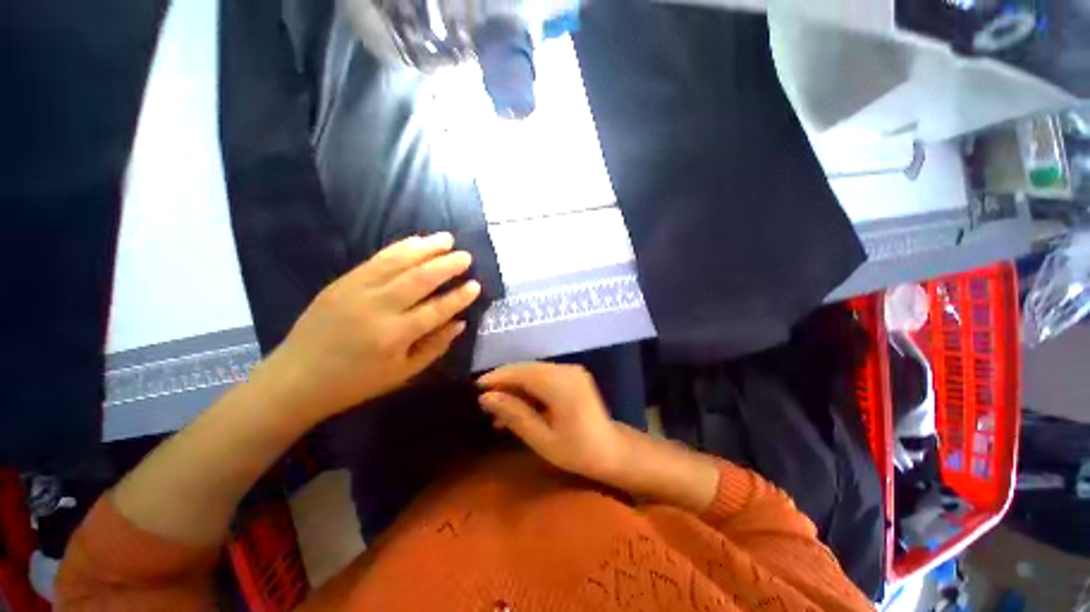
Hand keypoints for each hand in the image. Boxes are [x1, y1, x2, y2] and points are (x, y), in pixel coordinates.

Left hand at [267, 232, 481, 420]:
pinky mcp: (342, 281)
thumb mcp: (403, 373)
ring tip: (447, 239)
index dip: (459, 297)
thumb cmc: (356, 382)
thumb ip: (435, 346)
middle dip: (447, 265)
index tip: (475, 285)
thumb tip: (459, 322)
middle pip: (420, 279)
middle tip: (466, 257)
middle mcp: (378, 308)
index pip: (437, 310)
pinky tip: (416, 241)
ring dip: (426, 248)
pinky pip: (376, 259)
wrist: (297, 378)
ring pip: (399, 262)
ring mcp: (357, 290)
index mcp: (395, 336)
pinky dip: (400, 247)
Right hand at [477, 363, 627, 482]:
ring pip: (533, 372)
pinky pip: (544, 377)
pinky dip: (529, 389)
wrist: (612, 451)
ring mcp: (571, 371)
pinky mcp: (573, 376)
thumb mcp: (542, 439)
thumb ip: (514, 415)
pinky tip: (519, 408)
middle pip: (526, 369)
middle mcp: (566, 370)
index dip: (497, 378)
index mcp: (560, 384)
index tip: (476, 389)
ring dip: (515, 388)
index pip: (521, 372)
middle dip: (504, 383)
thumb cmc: (578, 451)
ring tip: (499, 413)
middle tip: (485, 404)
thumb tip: (486, 398)